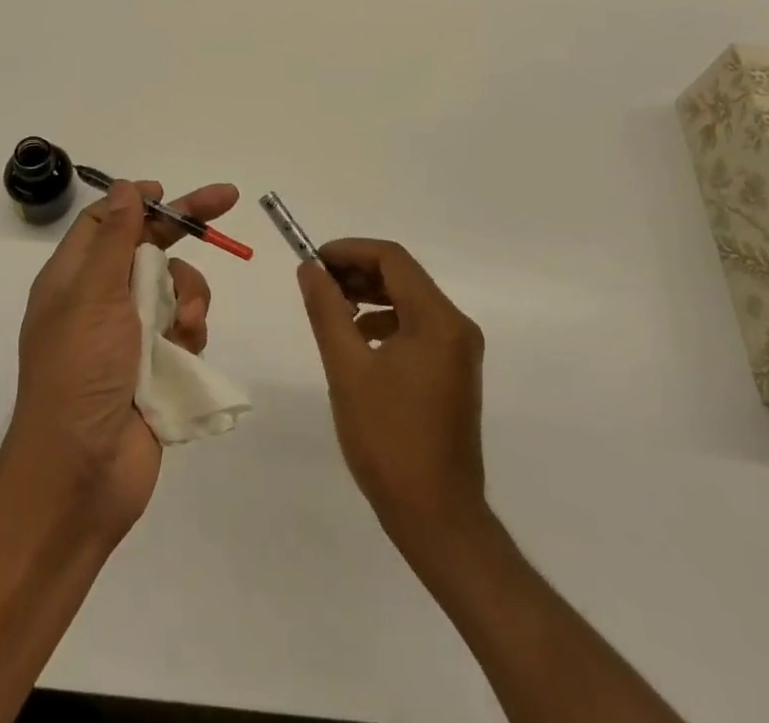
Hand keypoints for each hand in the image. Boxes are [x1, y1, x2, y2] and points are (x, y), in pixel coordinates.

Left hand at [6, 178, 235, 539]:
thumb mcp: (93, 296)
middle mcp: (101, 300)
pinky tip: (185, 350)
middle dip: (185, 227)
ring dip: (187, 294)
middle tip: (227, 201)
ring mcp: (129, 336)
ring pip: (173, 288)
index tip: (169, 192)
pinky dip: (190, 332)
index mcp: (75, 278)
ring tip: (184, 323)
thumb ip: (114, 239)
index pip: (106, 221)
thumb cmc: (80, 374)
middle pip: (148, 247)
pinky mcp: (155, 367)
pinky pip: (184, 329)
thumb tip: (124, 187)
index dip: (137, 201)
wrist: (81, 477)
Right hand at [297, 239, 488, 555]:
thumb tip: (309, 268)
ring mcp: (459, 352)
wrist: (437, 517)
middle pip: (403, 276)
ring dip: (369, 296)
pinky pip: (417, 328)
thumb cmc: (389, 439)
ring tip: (331, 309)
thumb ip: (326, 310)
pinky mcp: (453, 374)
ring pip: (409, 301)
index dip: (349, 251)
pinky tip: (357, 340)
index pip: (392, 259)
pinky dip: (384, 321)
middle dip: (357, 272)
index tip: (313, 260)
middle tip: (316, 283)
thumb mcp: (347, 368)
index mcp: (437, 320)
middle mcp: (456, 327)